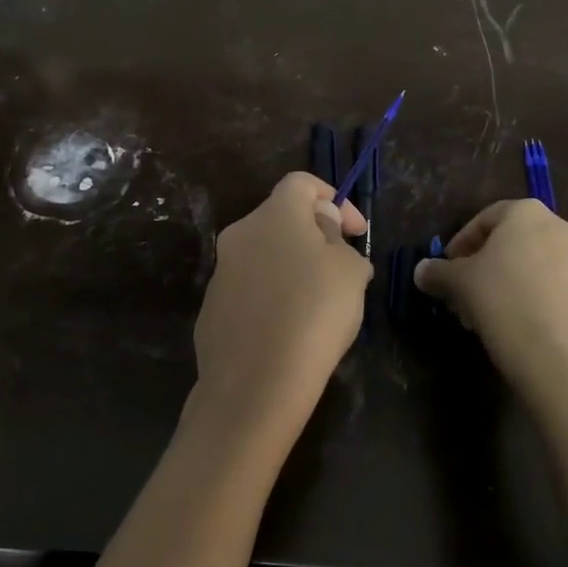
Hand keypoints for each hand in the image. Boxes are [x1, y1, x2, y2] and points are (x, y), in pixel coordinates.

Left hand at [186, 173, 371, 444]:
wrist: (254, 384)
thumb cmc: (314, 313)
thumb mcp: (349, 270)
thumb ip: (337, 238)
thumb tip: (322, 229)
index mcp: (274, 214)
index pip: (302, 182)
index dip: (334, 199)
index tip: (355, 232)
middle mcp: (240, 234)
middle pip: (281, 219)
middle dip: (315, 237)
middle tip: (343, 270)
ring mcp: (220, 273)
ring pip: (265, 257)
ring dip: (293, 269)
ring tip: (321, 306)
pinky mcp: (211, 310)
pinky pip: (251, 292)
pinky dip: (273, 299)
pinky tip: (291, 332)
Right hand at [413, 200, 567, 393]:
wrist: (552, 352)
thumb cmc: (500, 298)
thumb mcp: (458, 281)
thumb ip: (437, 271)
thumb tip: (421, 271)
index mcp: (527, 212)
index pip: (483, 219)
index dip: (459, 243)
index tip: (445, 268)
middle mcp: (557, 228)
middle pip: (506, 243)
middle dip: (479, 266)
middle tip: (458, 291)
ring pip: (525, 265)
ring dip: (498, 283)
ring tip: (475, 312)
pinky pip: (543, 285)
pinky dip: (521, 296)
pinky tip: (502, 322)